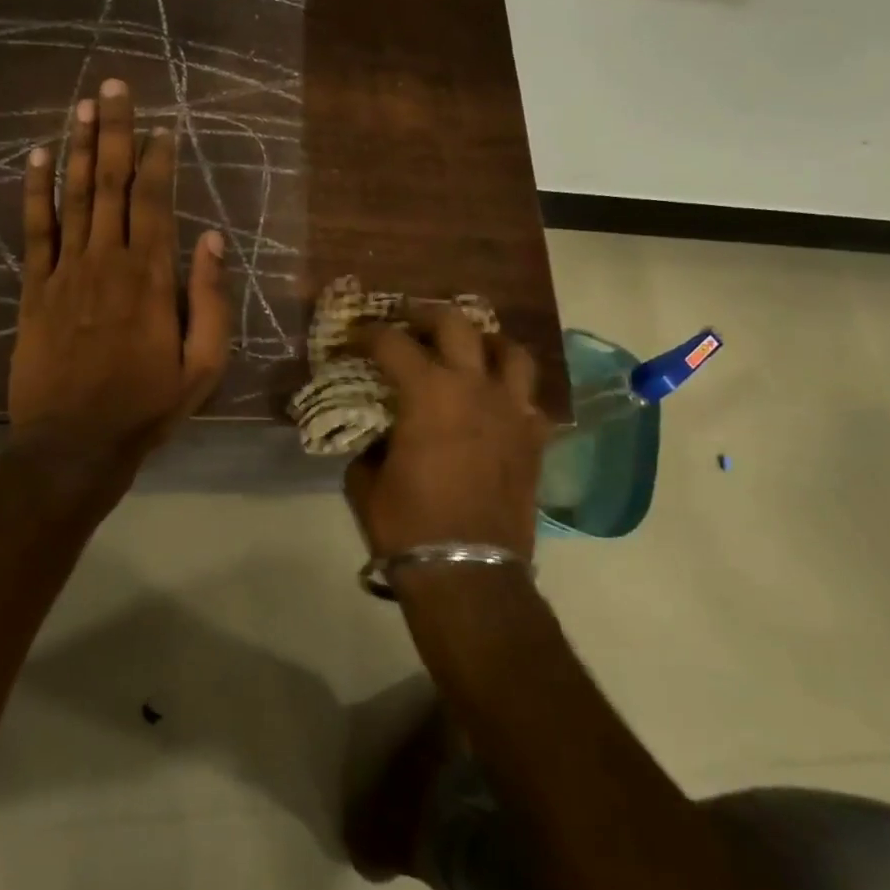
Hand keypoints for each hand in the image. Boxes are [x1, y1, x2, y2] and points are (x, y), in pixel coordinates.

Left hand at [9, 79, 230, 475]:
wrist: (74, 444)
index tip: (161, 127)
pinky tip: (37, 156)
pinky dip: (35, 192)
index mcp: (151, 278)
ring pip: (73, 197)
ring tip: (83, 104)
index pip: (155, 202)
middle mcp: (106, 261)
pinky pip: (34, 231)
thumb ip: (210, 299)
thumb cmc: (147, 406)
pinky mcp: (34, 289)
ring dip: (78, 147)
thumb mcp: (203, 364)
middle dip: (115, 132)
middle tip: (115, 87)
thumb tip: (212, 239)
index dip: (157, 160)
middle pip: (111, 184)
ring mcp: (65, 272)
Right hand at [343, 305, 548, 559]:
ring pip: (510, 351)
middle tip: (408, 320)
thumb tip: (377, 436)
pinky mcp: (534, 439)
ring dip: (485, 342)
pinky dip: (512, 391)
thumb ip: (370, 445)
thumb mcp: (365, 482)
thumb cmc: (408, 526)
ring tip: (468, 349)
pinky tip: (497, 402)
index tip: (354, 337)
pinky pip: (530, 399)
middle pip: (455, 324)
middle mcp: (474, 387)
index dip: (368, 334)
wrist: (469, 574)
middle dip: (425, 314)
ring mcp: (512, 410)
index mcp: (428, 392)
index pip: (393, 343)